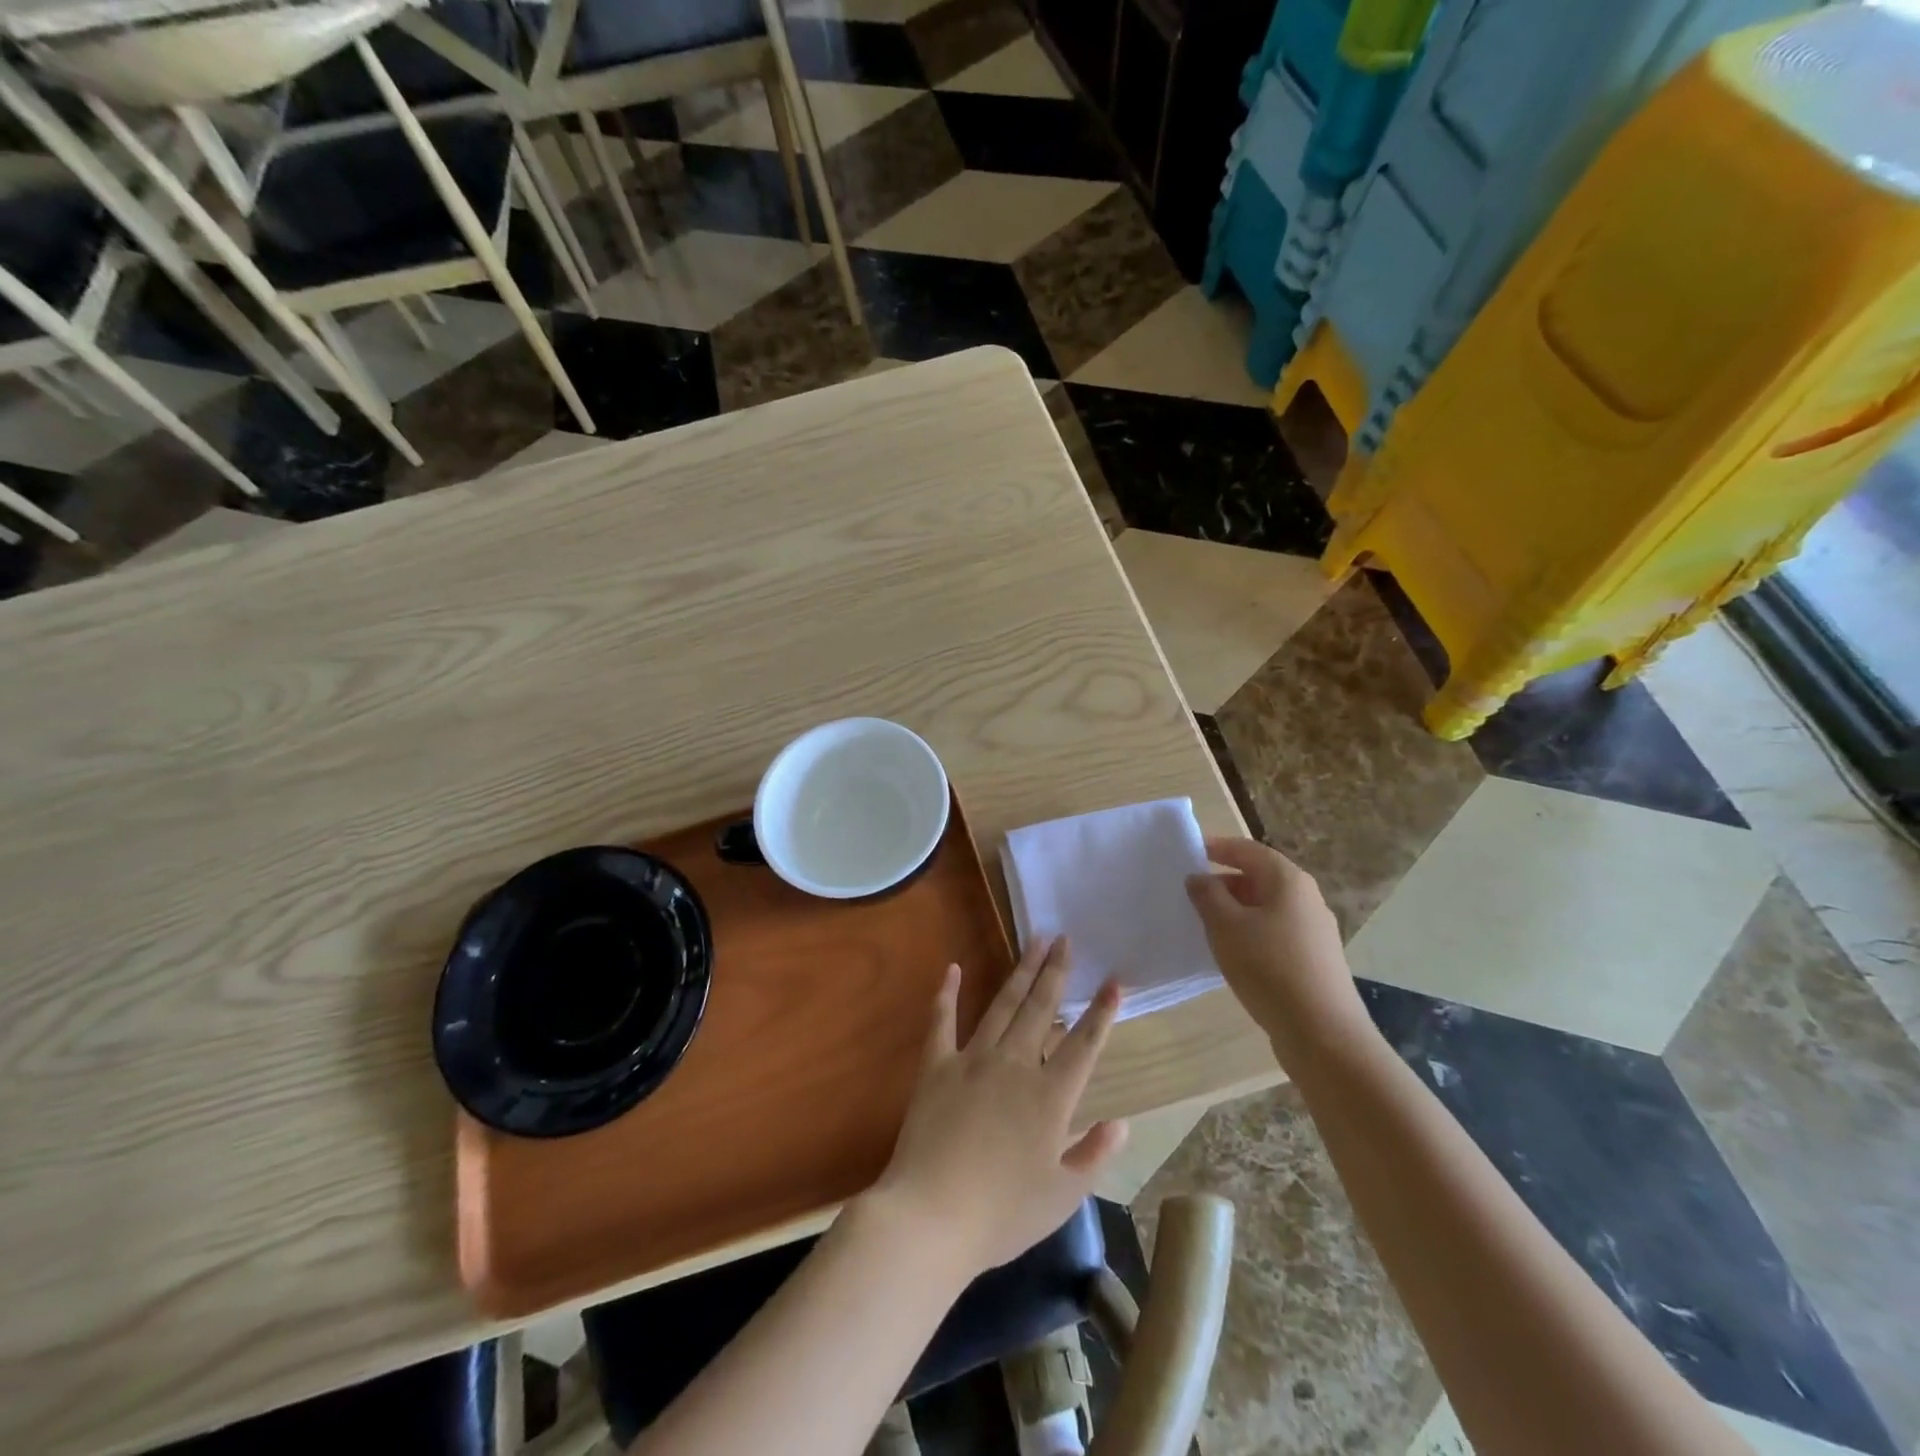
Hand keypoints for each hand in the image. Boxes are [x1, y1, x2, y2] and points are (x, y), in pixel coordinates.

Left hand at [870, 937, 1127, 1276]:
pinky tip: (953, 968)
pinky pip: (942, 1022)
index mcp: (1050, 1096)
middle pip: (1041, 1009)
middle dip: (1056, 972)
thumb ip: (1094, 1155)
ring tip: (1034, 940)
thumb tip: (1122, 1122)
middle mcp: (1015, 1065)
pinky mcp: (936, 1066)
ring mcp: (972, 1060)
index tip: (1115, 980)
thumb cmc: (1002, 1214)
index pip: (1084, 1044)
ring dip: (1020, 972)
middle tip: (1065, 939)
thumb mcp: (1062, 1196)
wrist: (931, 1217)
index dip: (1102, 1012)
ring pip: (1003, 1005)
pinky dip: (947, 993)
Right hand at [1185, 837, 1371, 1068]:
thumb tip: (1199, 878)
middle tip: (1190, 894)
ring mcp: (1314, 930)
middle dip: (1224, 881)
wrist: (1322, 1033)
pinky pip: (1275, 931)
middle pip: (1259, 877)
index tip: (1189, 853)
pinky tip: (1232, 953)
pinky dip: (1250, 932)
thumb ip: (1208, 896)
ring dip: (1235, 910)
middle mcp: (1306, 898)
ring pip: (1266, 907)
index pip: (1248, 850)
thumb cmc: (1269, 968)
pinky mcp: (1314, 958)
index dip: (1217, 848)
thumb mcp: (1226, 927)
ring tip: (1205, 925)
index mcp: (1288, 880)